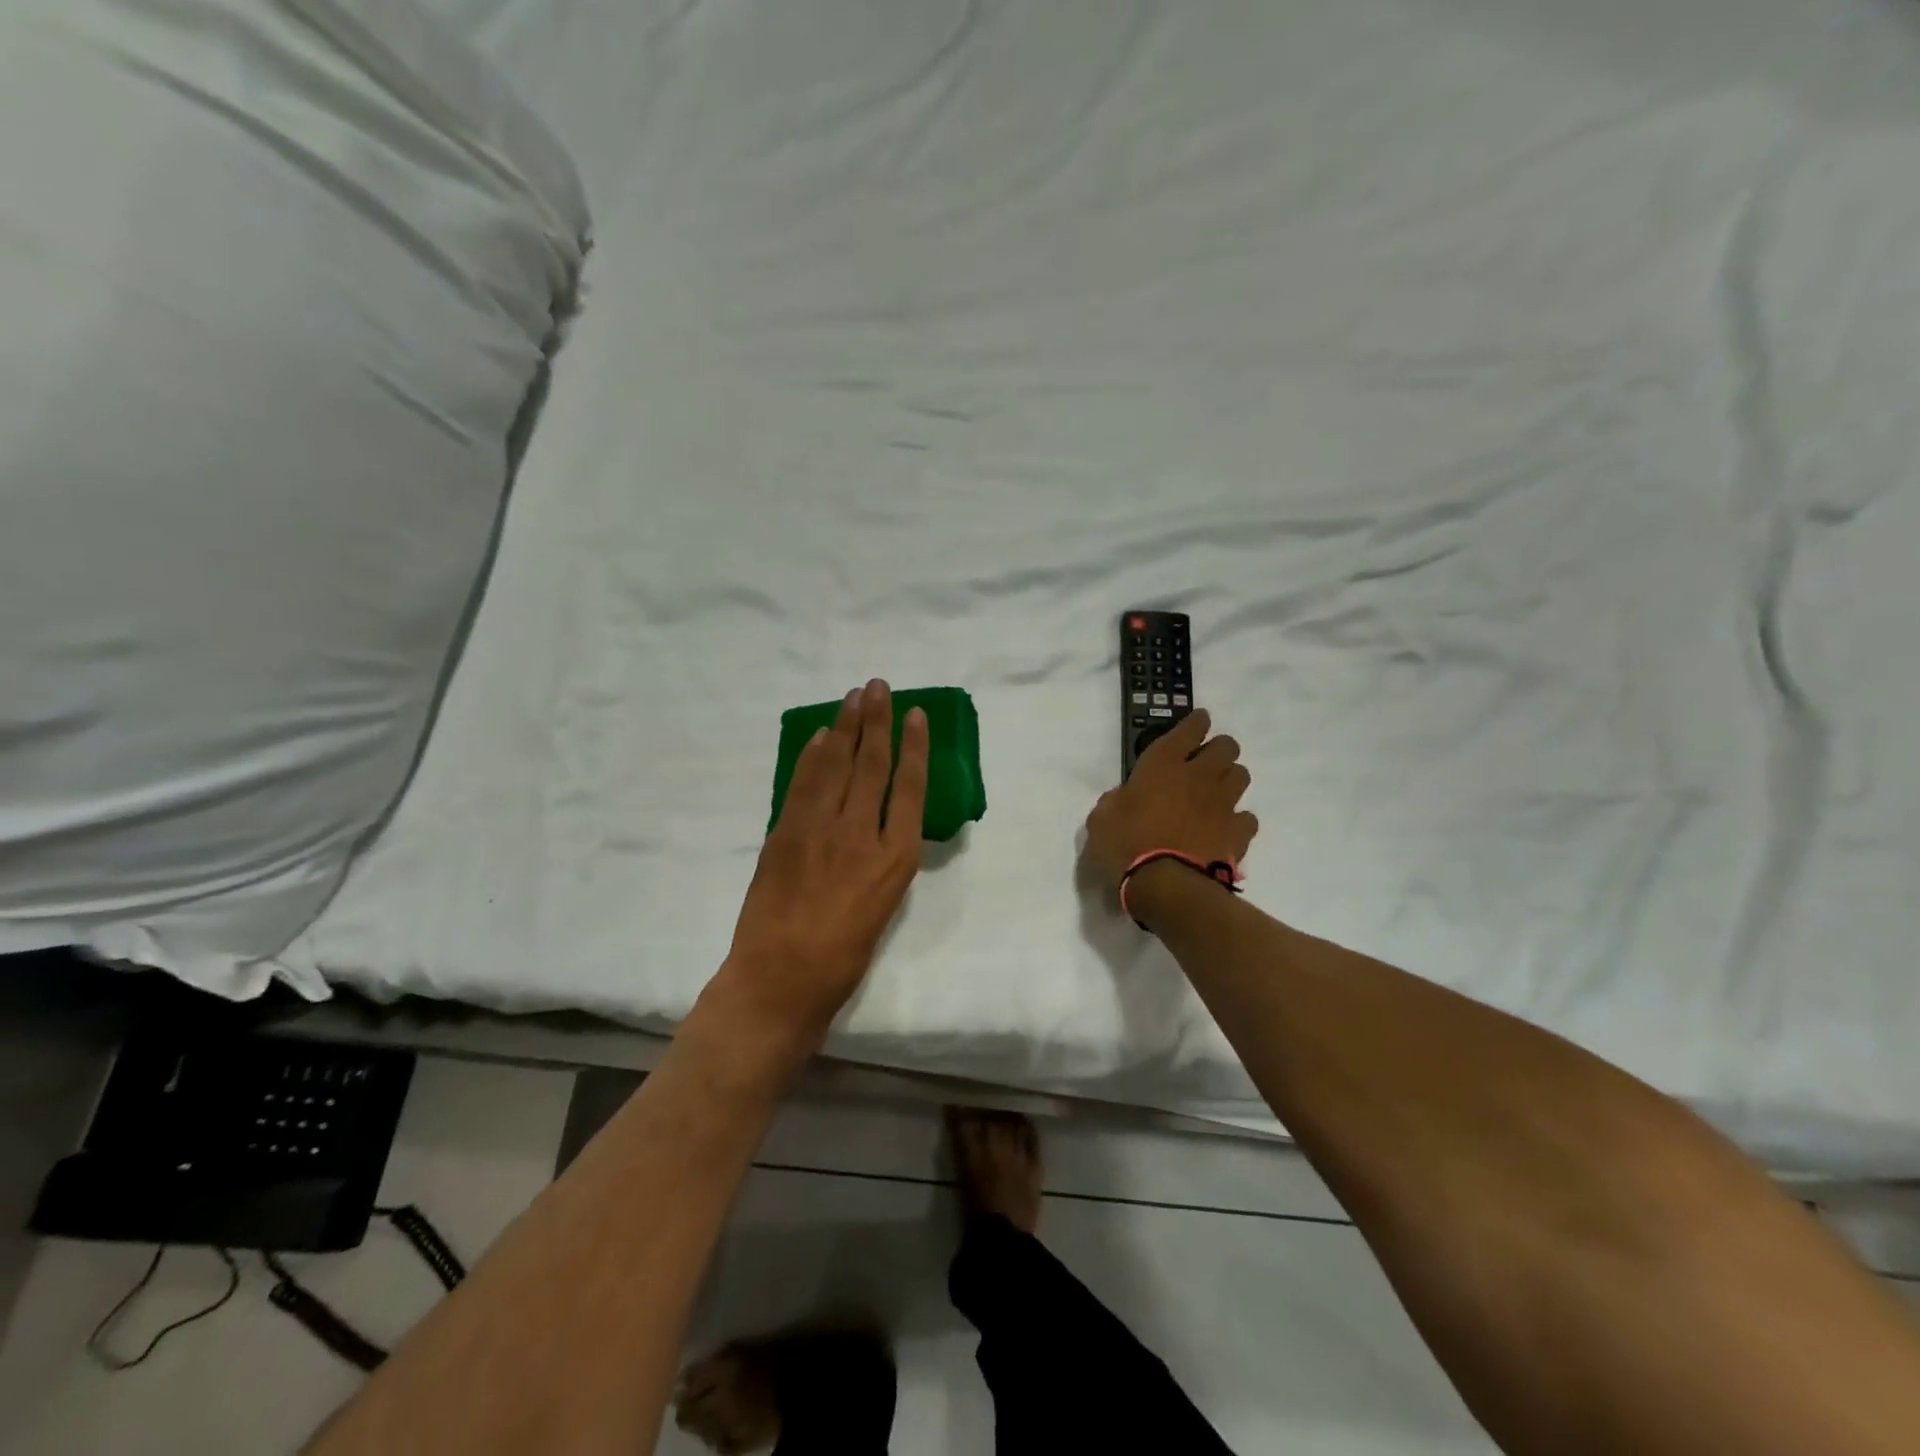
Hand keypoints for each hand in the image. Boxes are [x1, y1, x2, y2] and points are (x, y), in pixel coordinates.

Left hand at [718, 679, 928, 1042]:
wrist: (780, 980)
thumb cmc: (842, 958)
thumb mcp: (882, 908)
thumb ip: (883, 861)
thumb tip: (879, 824)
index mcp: (896, 859)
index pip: (911, 787)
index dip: (914, 746)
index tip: (914, 714)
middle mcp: (863, 835)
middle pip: (873, 765)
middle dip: (877, 720)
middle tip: (878, 685)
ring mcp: (820, 830)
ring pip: (836, 765)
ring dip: (845, 726)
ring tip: (853, 696)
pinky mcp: (785, 833)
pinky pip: (802, 783)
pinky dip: (811, 756)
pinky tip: (820, 736)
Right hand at [1083, 709, 1257, 894]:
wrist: (1167, 886)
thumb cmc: (1125, 846)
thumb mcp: (1101, 819)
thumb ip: (1115, 801)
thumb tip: (1124, 798)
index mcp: (1162, 764)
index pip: (1190, 728)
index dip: (1196, 723)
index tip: (1198, 723)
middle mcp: (1198, 775)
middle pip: (1226, 746)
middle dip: (1218, 749)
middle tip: (1205, 763)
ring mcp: (1223, 803)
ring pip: (1241, 775)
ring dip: (1230, 780)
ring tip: (1216, 794)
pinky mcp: (1238, 832)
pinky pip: (1247, 817)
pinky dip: (1238, 820)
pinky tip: (1225, 829)